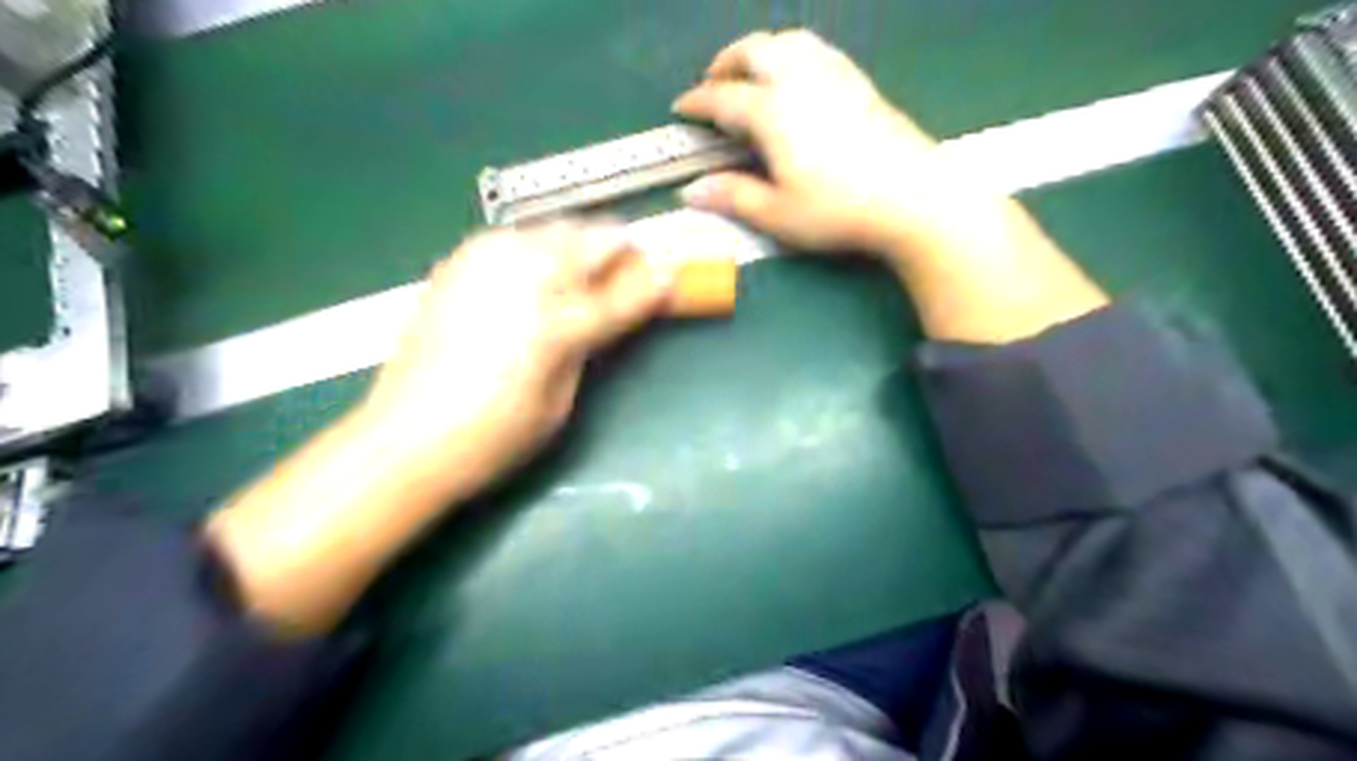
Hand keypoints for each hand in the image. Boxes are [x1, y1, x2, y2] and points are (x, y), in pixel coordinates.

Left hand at [209, 219, 671, 636]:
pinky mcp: (457, 262)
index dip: (658, 283)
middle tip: (632, 270)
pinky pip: (515, 236)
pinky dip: (540, 247)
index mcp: (556, 324)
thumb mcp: (561, 403)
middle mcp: (524, 276)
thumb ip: (591, 347)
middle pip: (593, 237)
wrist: (402, 440)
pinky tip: (537, 275)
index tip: (675, 278)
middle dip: (623, 249)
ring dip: (582, 242)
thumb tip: (616, 316)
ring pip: (555, 227)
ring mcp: (485, 261)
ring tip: (587, 270)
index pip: (627, 291)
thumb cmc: (493, 439)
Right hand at [672, 28, 982, 257]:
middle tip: (713, 84)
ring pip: (789, 41)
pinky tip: (797, 77)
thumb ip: (733, 197)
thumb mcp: (778, 214)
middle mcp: (800, 81)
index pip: (724, 97)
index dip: (697, 101)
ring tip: (752, 73)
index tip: (681, 108)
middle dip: (726, 62)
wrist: (913, 198)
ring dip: (761, 50)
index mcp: (773, 112)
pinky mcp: (860, 83)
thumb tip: (691, 190)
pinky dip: (793, 53)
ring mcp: (835, 77)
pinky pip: (818, 50)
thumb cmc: (839, 211)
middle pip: (755, 51)